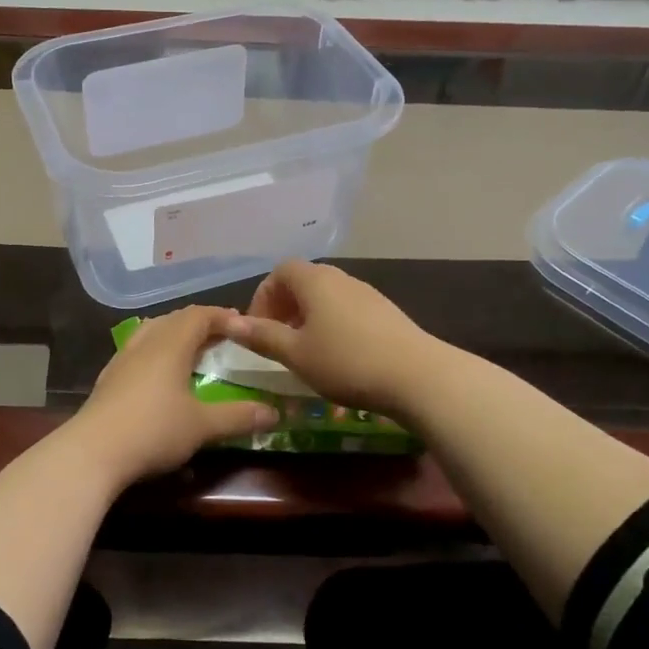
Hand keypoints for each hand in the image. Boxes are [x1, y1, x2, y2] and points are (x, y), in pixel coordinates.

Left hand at [68, 305, 278, 488]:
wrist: (92, 452)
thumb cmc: (153, 430)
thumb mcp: (202, 426)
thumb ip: (239, 416)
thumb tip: (274, 413)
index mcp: (171, 344)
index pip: (200, 315)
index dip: (223, 316)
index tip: (245, 326)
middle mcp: (146, 342)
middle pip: (175, 319)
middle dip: (201, 323)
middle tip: (224, 337)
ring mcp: (122, 358)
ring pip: (153, 332)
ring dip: (176, 335)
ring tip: (194, 351)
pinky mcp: (109, 378)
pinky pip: (139, 350)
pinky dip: (157, 352)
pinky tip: (161, 375)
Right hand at [225, 261, 438, 419]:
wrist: (418, 376)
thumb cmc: (346, 361)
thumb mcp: (296, 353)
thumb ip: (262, 336)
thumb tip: (231, 323)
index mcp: (314, 280)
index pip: (279, 272)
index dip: (263, 297)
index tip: (257, 329)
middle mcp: (340, 278)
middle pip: (303, 282)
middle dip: (284, 308)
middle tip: (276, 341)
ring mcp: (367, 293)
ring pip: (326, 297)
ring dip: (308, 318)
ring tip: (304, 352)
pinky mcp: (386, 312)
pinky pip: (347, 310)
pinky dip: (331, 325)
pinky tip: (337, 356)